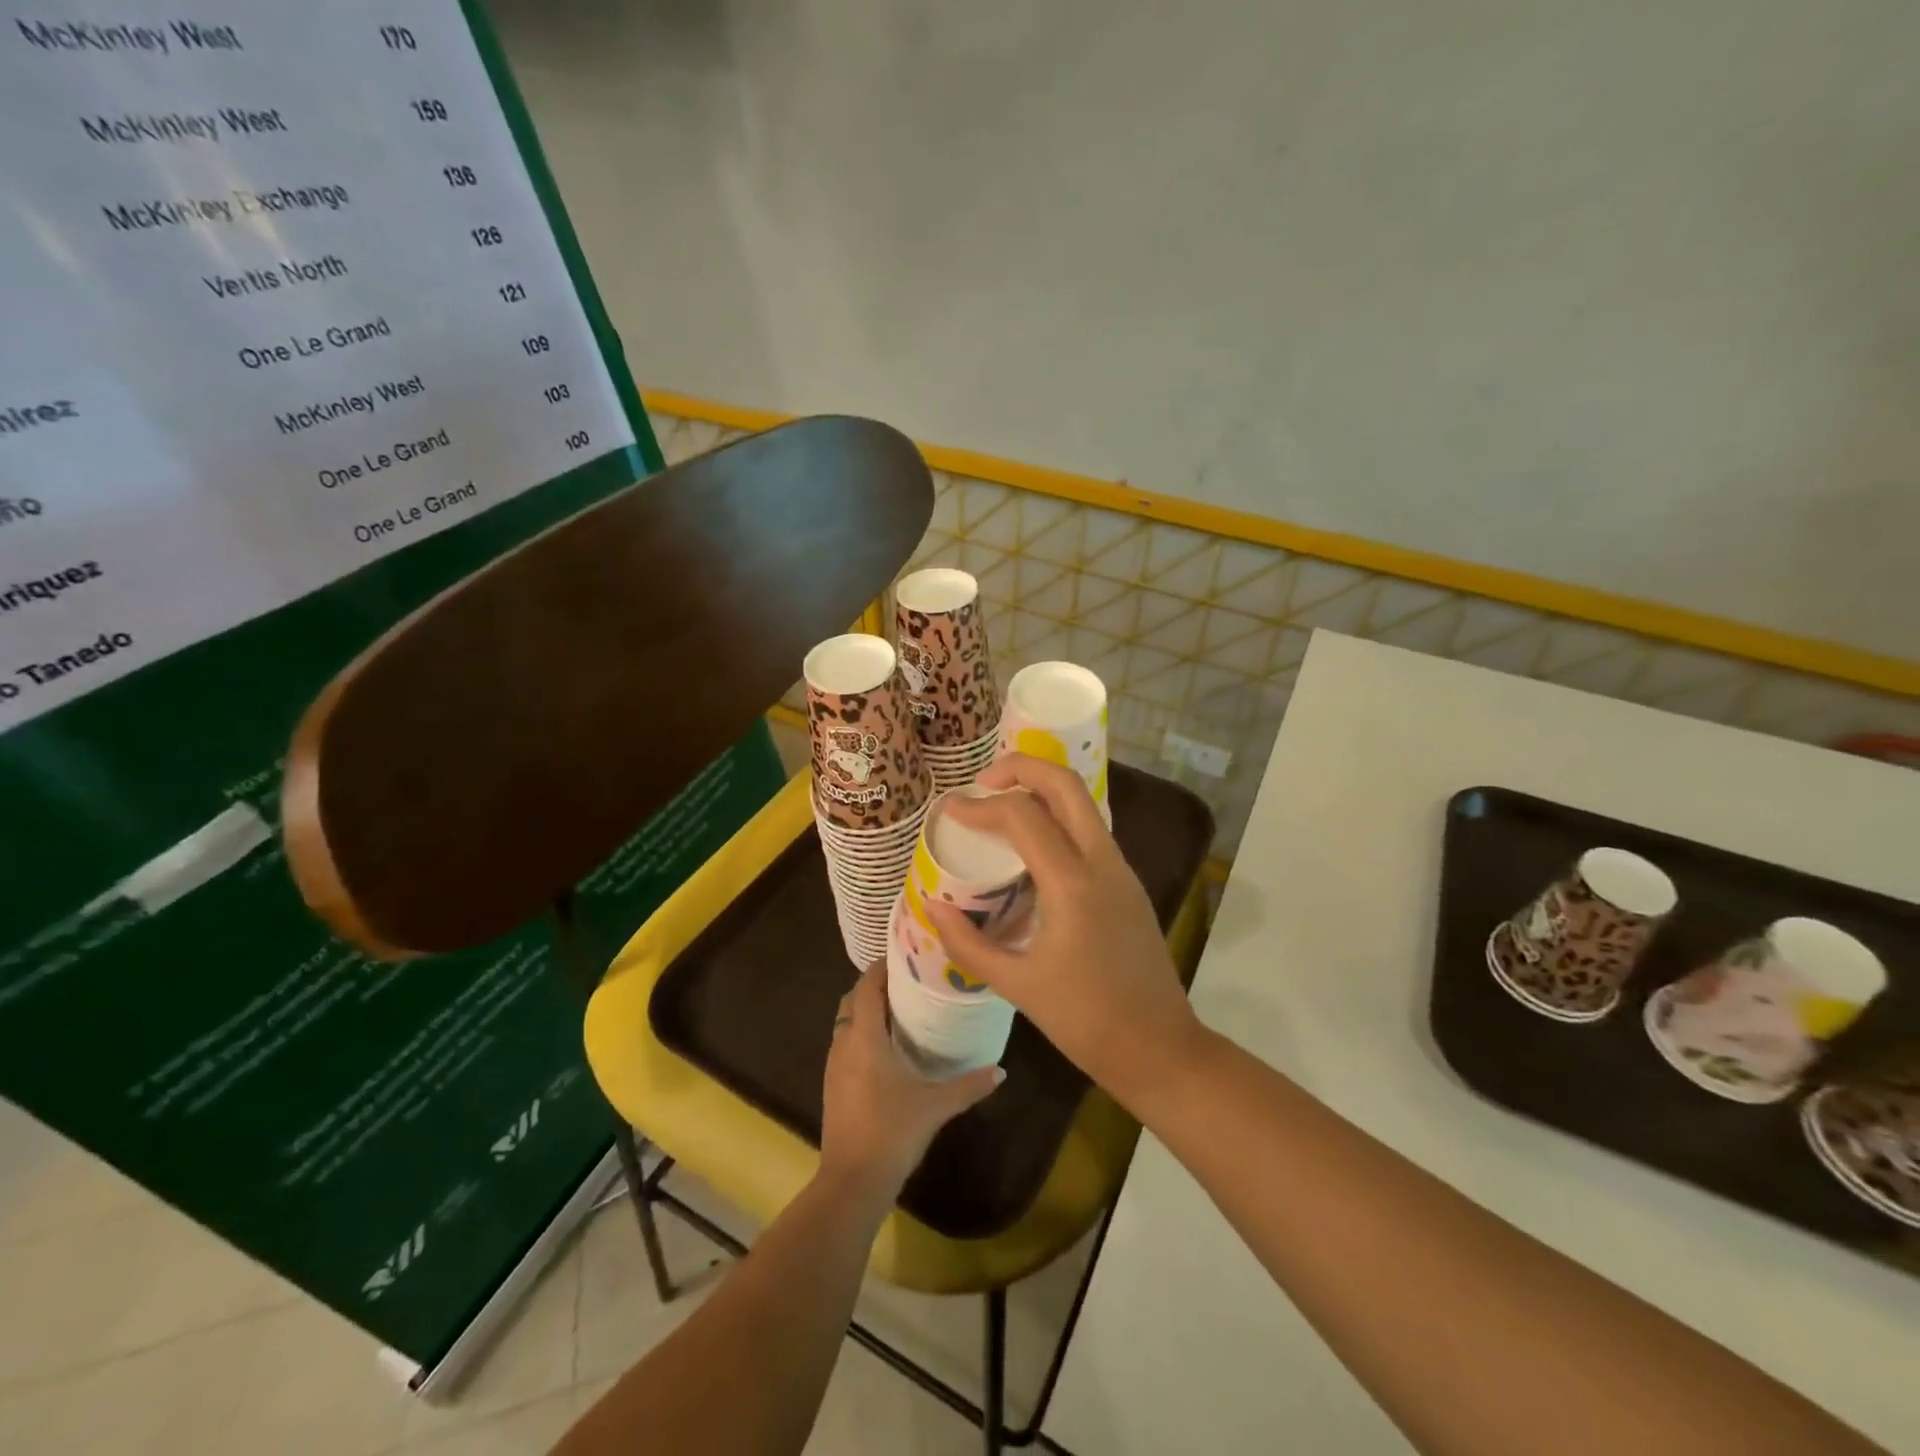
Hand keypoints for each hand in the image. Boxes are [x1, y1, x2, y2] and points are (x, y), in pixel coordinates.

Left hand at [818, 963, 1003, 1202]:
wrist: (852, 1182)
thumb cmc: (892, 1131)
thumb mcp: (936, 1105)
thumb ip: (969, 1085)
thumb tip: (1001, 1070)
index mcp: (865, 1037)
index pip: (867, 986)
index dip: (882, 966)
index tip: (907, 953)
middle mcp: (844, 1043)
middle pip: (854, 999)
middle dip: (875, 985)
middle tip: (909, 979)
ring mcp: (834, 1065)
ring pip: (847, 1022)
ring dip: (867, 1009)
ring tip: (902, 1007)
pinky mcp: (833, 1085)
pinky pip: (845, 1043)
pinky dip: (862, 1032)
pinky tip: (887, 1047)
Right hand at [925, 755, 1210, 1114]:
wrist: (1159, 1048)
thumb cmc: (1085, 1021)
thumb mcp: (1016, 985)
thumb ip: (967, 942)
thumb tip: (932, 905)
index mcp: (1072, 884)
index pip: (1022, 816)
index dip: (980, 806)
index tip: (950, 811)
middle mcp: (1102, 862)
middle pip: (1065, 784)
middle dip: (1021, 767)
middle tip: (983, 783)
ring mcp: (1121, 869)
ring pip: (1083, 802)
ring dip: (1042, 788)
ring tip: (1002, 804)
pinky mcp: (1127, 883)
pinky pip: (1090, 829)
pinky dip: (1058, 817)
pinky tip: (1031, 845)